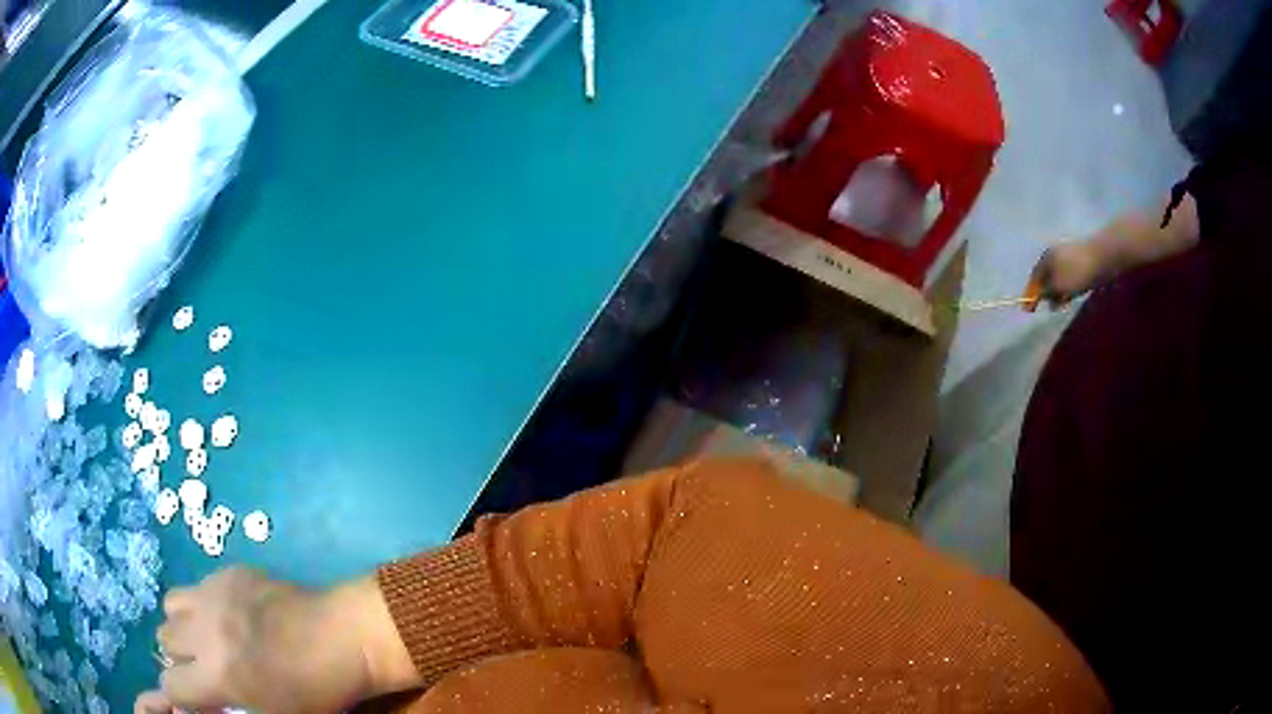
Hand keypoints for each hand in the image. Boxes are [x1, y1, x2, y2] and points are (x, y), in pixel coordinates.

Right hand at [140, 567, 372, 713]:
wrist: (343, 637)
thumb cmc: (315, 690)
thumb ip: (229, 712)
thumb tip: (195, 711)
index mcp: (219, 675)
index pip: (171, 685)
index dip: (179, 695)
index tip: (193, 698)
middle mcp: (205, 630)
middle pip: (163, 640)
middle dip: (180, 658)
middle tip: (206, 667)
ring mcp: (214, 594)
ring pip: (171, 607)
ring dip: (183, 625)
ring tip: (210, 637)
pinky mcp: (228, 572)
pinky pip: (197, 585)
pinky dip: (203, 603)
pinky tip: (231, 615)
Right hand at [1023, 241, 1103, 310]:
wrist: (1103, 257)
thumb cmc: (1077, 272)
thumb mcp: (1058, 285)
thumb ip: (1046, 292)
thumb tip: (1038, 297)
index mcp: (1045, 258)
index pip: (1033, 279)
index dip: (1029, 294)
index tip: (1027, 311)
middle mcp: (1053, 256)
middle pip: (1045, 278)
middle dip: (1044, 293)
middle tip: (1045, 308)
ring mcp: (1067, 258)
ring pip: (1057, 279)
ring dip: (1057, 292)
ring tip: (1060, 304)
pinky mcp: (1079, 263)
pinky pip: (1068, 278)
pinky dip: (1067, 289)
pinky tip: (1071, 296)